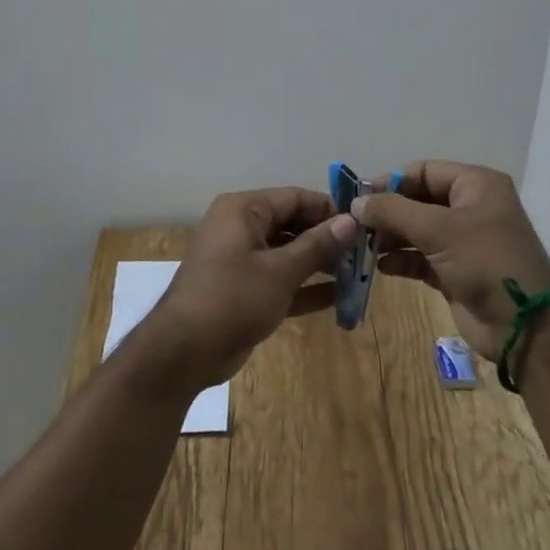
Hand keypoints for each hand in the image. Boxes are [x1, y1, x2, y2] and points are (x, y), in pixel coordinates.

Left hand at [130, 187, 356, 393]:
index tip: (363, 225)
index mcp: (243, 210)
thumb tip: (350, 221)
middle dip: (327, 239)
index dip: (329, 209)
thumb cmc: (232, 298)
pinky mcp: (244, 291)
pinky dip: (305, 287)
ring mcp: (241, 260)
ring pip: (288, 254)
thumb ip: (317, 245)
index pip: (295, 198)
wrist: (184, 351)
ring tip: (359, 275)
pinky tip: (339, 298)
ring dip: (320, 264)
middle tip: (365, 254)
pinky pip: (280, 280)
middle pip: (292, 224)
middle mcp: (241, 228)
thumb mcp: (280, 270)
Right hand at [352, 161, 549, 359]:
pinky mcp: (455, 271)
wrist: (524, 326)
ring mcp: (463, 241)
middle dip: (387, 212)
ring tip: (361, 247)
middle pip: (417, 200)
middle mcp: (470, 207)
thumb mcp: (438, 229)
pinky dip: (401, 260)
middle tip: (354, 225)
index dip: (391, 181)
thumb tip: (357, 202)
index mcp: (475, 185)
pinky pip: (420, 258)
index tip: (360, 199)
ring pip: (416, 230)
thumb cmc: (485, 262)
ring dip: (389, 237)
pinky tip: (381, 268)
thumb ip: (393, 211)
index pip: (423, 171)